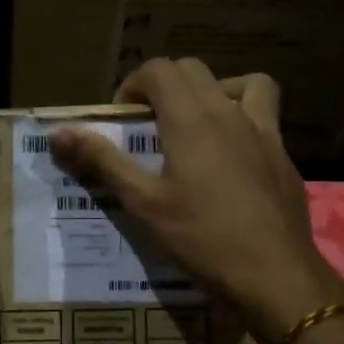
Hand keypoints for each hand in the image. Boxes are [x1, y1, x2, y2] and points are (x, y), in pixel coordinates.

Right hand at [49, 58, 343, 343]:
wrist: (274, 274)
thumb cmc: (202, 237)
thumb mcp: (143, 203)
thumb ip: (102, 161)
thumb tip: (59, 133)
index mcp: (191, 119)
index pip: (159, 70)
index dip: (133, 85)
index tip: (123, 118)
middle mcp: (229, 113)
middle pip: (194, 71)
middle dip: (165, 85)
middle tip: (149, 122)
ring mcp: (264, 132)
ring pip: (244, 84)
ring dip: (215, 90)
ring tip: (199, 123)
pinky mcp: (284, 156)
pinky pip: (265, 117)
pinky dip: (243, 120)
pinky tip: (232, 159)